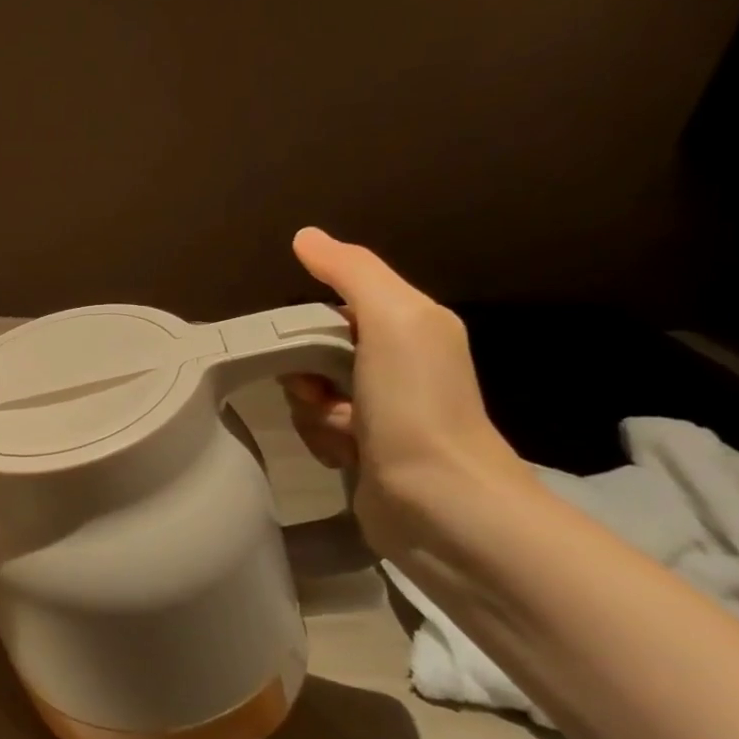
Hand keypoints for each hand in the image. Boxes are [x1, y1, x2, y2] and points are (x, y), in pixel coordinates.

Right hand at [280, 228, 532, 560]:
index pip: (335, 305)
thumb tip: (305, 235)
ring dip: (310, 411)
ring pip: (309, 392)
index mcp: (410, 327)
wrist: (440, 502)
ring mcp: (380, 411)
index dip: (307, 321)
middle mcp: (397, 364)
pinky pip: (315, 429)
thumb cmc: (416, 403)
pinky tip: (343, 455)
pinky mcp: (364, 450)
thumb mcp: (392, 319)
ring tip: (341, 431)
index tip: (298, 342)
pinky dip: (320, 439)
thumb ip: (351, 272)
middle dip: (304, 371)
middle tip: (318, 391)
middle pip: (314, 351)